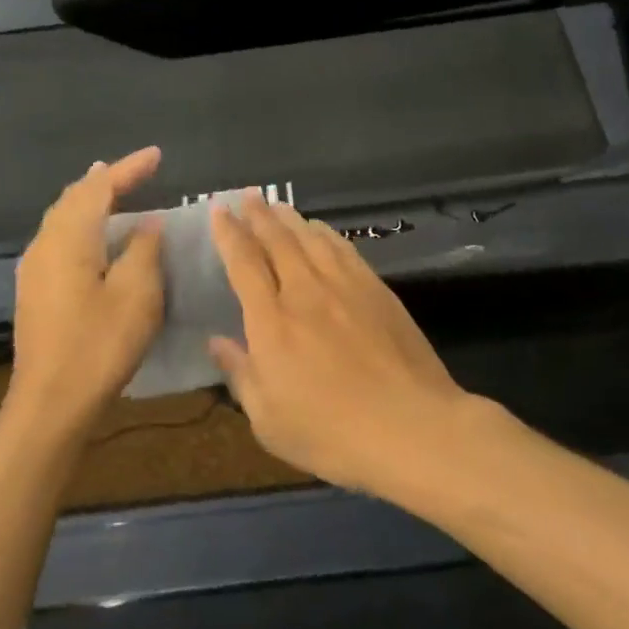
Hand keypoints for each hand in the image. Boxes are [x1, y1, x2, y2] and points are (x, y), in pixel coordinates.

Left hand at [10, 147, 164, 435]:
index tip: (157, 155)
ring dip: (90, 200)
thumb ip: (143, 249)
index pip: (99, 188)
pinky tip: (94, 235)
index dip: (129, 168)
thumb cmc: (100, 343)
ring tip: (113, 190)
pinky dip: (81, 223)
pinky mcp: (35, 291)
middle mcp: (45, 244)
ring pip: (62, 218)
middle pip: (74, 198)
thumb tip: (146, 223)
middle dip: (106, 180)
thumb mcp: (138, 293)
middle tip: (136, 170)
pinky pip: (59, 238)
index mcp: (69, 238)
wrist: (50, 402)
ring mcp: (35, 269)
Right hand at [209, 195, 468, 492]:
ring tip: (277, 205)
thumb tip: (217, 341)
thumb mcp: (269, 421)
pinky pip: (343, 248)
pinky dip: (326, 233)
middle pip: (277, 240)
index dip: (229, 234)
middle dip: (258, 215)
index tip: (219, 210)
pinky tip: (321, 229)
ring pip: (311, 238)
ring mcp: (344, 286)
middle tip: (247, 196)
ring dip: (290, 218)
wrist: (410, 427)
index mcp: (271, 322)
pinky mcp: (376, 289)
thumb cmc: (331, 433)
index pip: (244, 263)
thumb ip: (241, 375)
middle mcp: (305, 292)